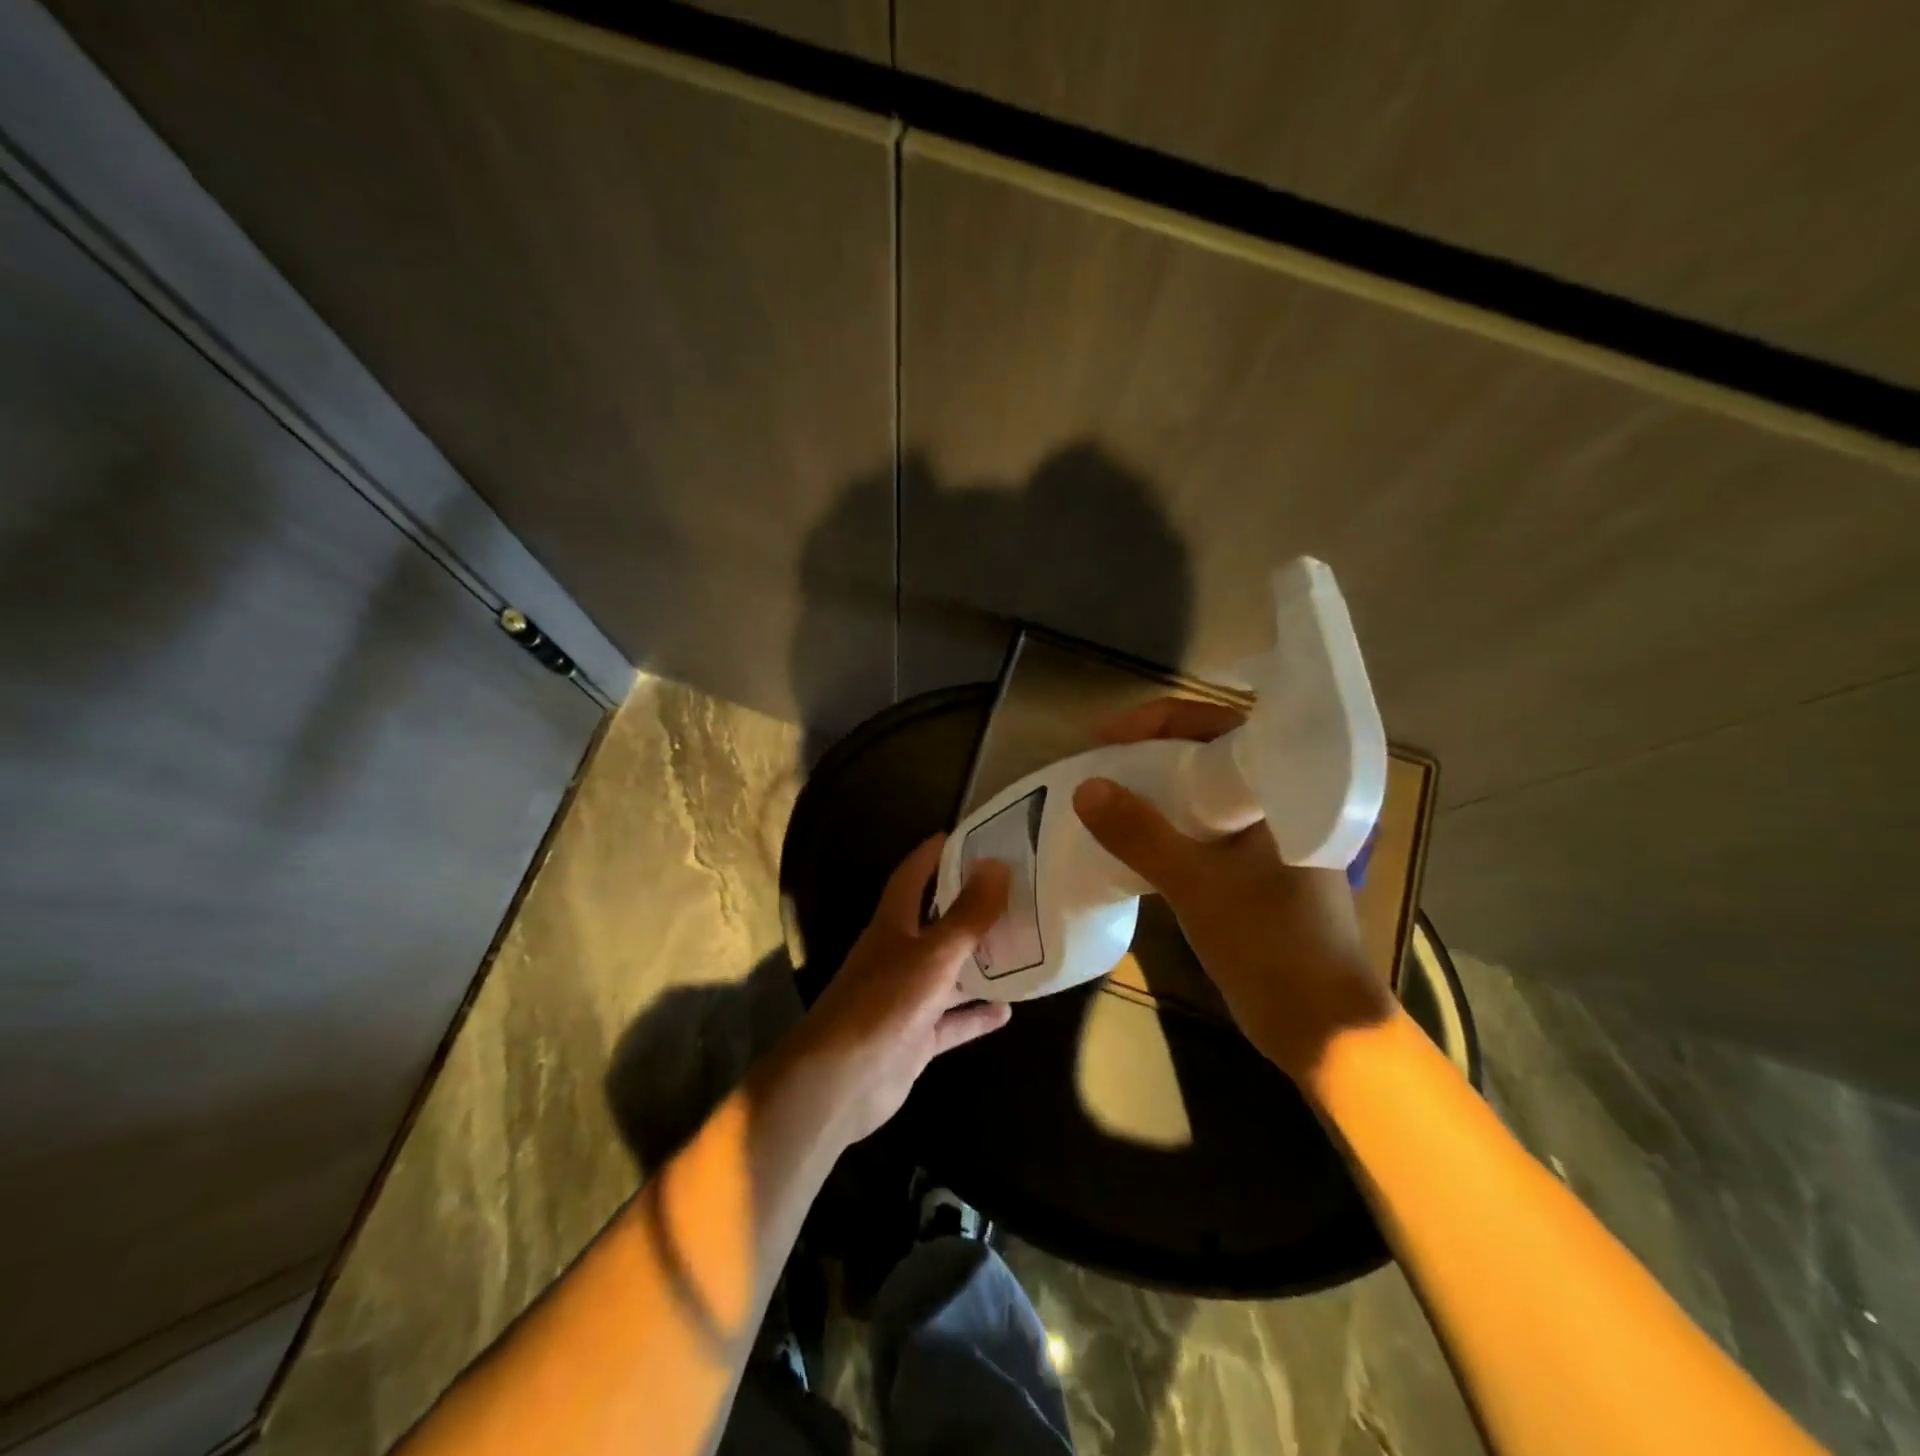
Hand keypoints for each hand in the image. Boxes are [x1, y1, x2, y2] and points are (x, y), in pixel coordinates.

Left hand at [787, 836, 1011, 1145]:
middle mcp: (898, 955)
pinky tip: (1008, 1010)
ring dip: (979, 962)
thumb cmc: (884, 1004)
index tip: (968, 836)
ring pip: (949, 972)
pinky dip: (976, 1015)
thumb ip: (968, 914)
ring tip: (1021, 946)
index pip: (913, 876)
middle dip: (968, 906)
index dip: (935, 854)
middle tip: (1012, 891)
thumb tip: (997, 864)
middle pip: (936, 922)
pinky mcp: (915, 1037)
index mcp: (893, 925)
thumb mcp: (933, 954)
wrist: (841, 1082)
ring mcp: (907, 998)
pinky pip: (952, 1021)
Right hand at [1072, 697, 1393, 1081]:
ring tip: (1102, 793)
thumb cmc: (1273, 943)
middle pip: (1203, 755)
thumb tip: (1084, 788)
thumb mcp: (1198, 884)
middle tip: (1097, 761)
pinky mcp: (1246, 870)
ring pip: (1196, 794)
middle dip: (1148, 752)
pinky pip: (1195, 830)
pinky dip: (1160, 827)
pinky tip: (1125, 837)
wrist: (1319, 1026)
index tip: (1107, 736)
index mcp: (1282, 788)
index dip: (1159, 721)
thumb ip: (1141, 834)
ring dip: (1151, 790)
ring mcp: (1260, 838)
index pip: (1218, 725)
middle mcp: (1273, 803)